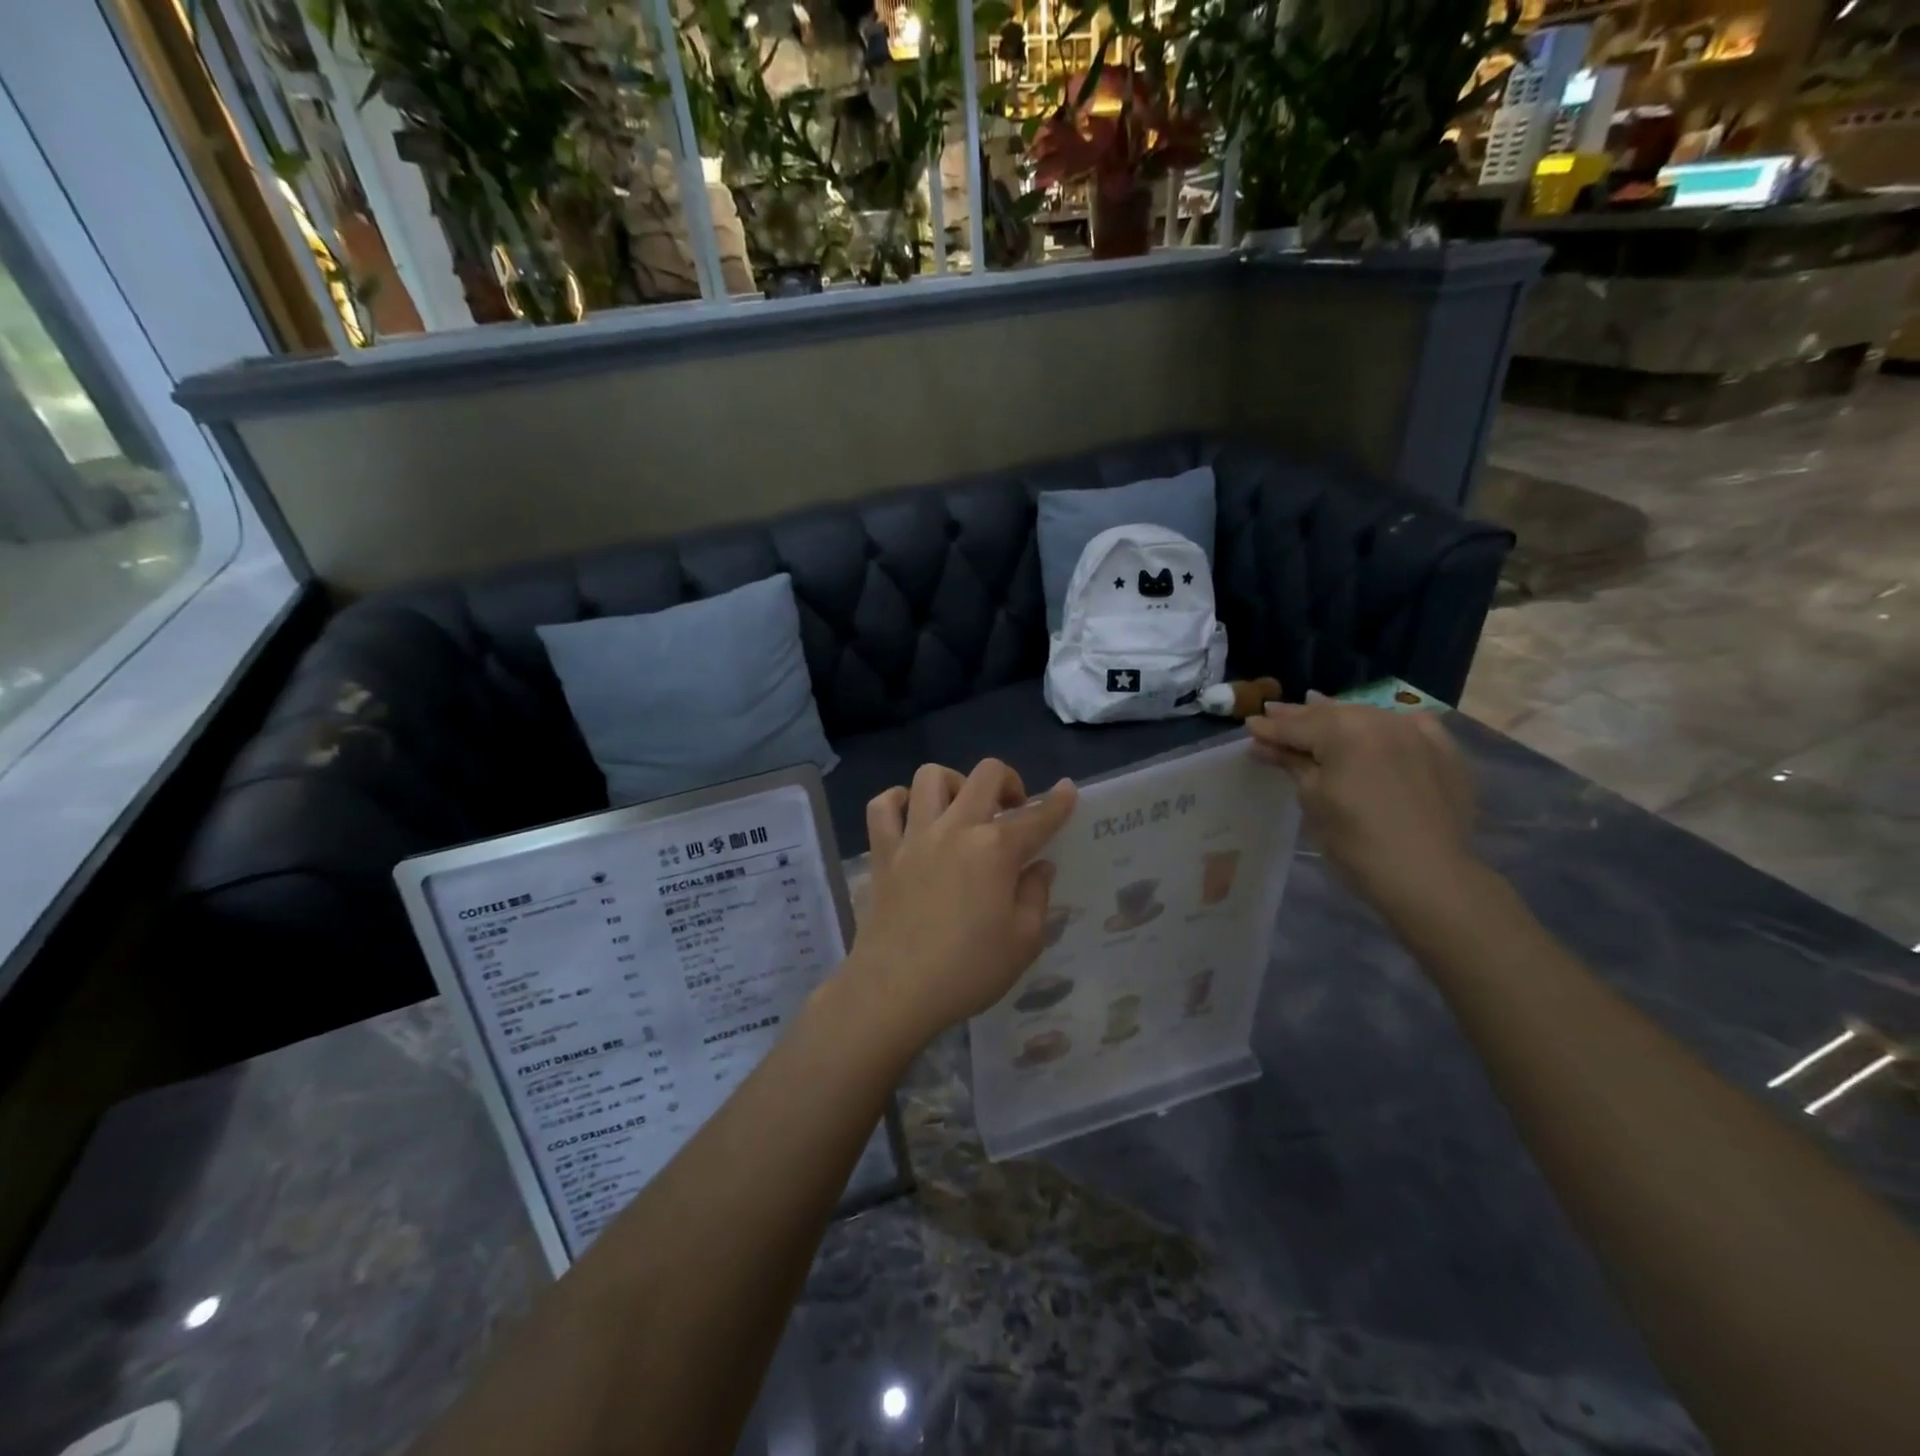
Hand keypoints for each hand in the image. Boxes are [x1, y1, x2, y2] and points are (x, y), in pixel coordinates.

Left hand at [845, 760, 1076, 1046]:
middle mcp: (956, 829)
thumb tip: (1039, 866)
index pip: (1037, 817)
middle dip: (1009, 780)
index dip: (1058, 802)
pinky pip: (882, 806)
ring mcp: (914, 836)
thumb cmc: (968, 970)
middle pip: (985, 775)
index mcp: (996, 849)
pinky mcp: (883, 853)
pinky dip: (897, 801)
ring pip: (930, 776)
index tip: (1067, 790)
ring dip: (954, 784)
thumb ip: (1036, 896)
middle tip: (1013, 809)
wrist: (895, 990)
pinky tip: (911, 816)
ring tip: (961, 811)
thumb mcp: (1023, 942)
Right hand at [1247, 695, 1477, 914]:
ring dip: (1340, 716)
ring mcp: (1416, 732)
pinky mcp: (1443, 751)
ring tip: (1316, 709)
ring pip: (1367, 716)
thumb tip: (1262, 744)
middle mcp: (1380, 720)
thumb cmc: (1355, 840)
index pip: (1296, 726)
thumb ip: (1291, 763)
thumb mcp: (1313, 799)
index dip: (1270, 727)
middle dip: (1301, 716)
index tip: (1249, 725)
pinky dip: (1387, 724)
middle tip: (1274, 711)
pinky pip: (1410, 726)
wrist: (1427, 874)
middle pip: (1331, 714)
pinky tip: (1379, 726)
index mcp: (1344, 731)